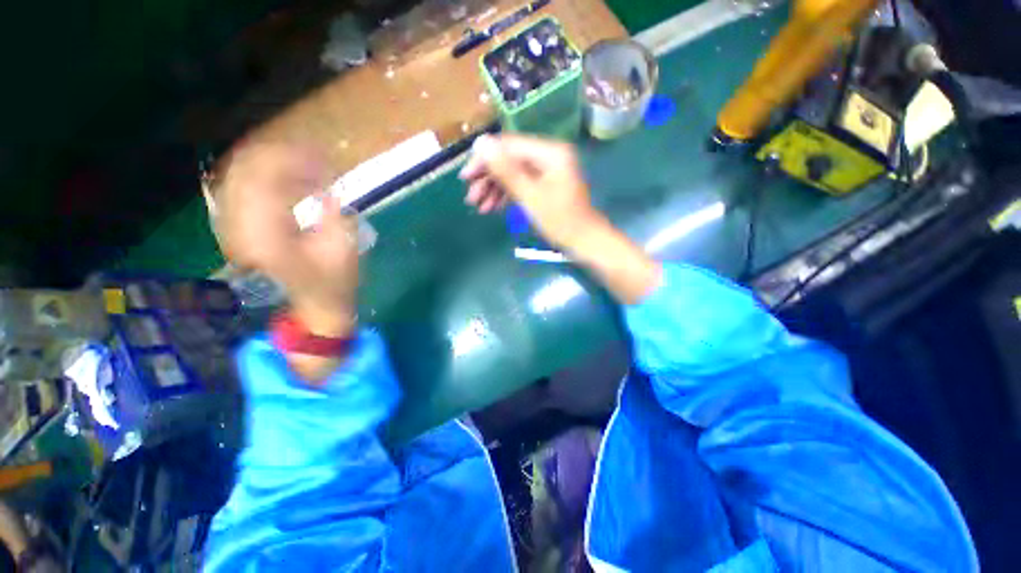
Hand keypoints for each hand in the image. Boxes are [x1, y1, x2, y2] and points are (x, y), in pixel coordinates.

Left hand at [217, 142, 357, 336]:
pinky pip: (238, 186)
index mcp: (268, 236)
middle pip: (246, 169)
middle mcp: (240, 228)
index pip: (265, 179)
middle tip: (316, 157)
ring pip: (238, 174)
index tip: (323, 158)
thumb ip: (333, 214)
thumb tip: (328, 187)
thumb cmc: (334, 281)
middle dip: (281, 155)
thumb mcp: (342, 249)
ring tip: (305, 165)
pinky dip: (261, 175)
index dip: (292, 159)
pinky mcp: (235, 228)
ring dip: (271, 162)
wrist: (312, 304)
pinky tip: (285, 177)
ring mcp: (232, 228)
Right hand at [460, 134, 660, 303]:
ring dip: (495, 189)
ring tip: (478, 207)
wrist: (584, 241)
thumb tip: (480, 142)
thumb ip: (505, 170)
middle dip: (488, 179)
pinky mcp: (545, 184)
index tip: (465, 177)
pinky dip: (507, 195)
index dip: (484, 160)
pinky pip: (522, 183)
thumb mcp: (530, 196)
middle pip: (510, 159)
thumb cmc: (560, 221)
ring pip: (513, 173)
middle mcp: (548, 155)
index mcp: (549, 152)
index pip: (509, 147)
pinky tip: (492, 207)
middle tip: (470, 197)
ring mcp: (547, 170)